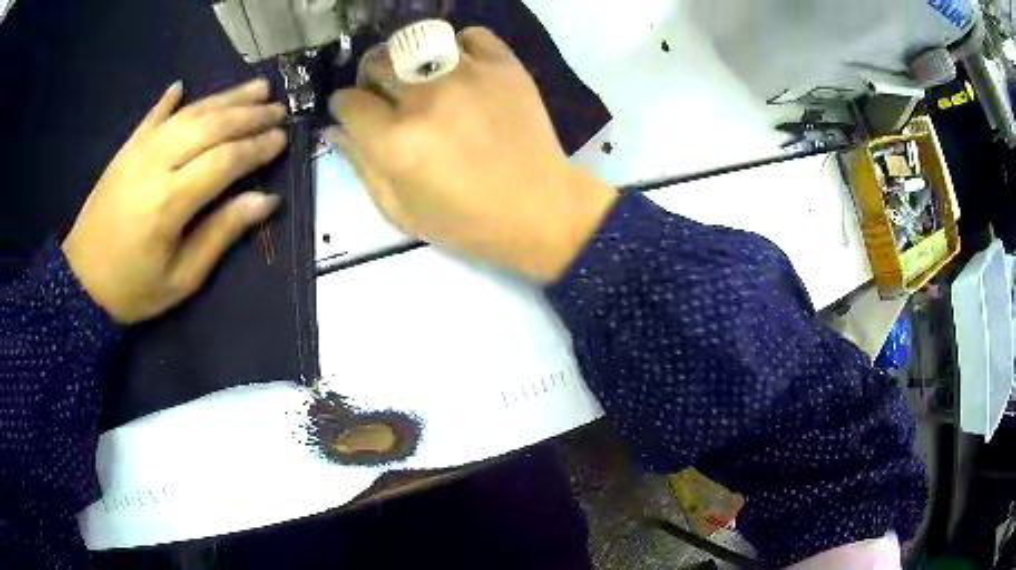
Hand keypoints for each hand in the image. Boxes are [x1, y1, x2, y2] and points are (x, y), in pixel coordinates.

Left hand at [62, 79, 286, 323]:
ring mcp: (138, 151)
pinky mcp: (125, 150)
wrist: (80, 282)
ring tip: (255, 88)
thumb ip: (221, 234)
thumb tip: (265, 200)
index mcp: (170, 202)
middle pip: (210, 126)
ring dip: (224, 97)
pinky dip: (169, 99)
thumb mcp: (182, 278)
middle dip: (249, 114)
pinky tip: (182, 86)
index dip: (256, 147)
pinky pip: (151, 116)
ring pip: (188, 113)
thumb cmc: (133, 289)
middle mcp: (156, 165)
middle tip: (279, 108)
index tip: (282, 138)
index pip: (224, 160)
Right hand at [328, 27, 616, 282]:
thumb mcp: (401, 210)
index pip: (348, 102)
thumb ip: (361, 166)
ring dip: (408, 59)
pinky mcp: (503, 65)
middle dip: (370, 78)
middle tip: (384, 95)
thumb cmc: (466, 222)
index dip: (344, 108)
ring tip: (420, 80)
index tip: (352, 112)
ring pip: (416, 42)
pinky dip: (458, 47)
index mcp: (395, 142)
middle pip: (376, 62)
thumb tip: (335, 129)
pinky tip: (461, 69)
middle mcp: (425, 99)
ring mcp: (467, 75)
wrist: (540, 210)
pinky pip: (470, 35)